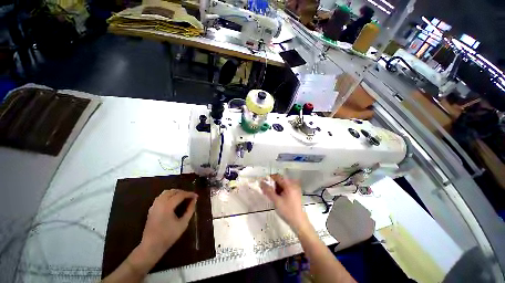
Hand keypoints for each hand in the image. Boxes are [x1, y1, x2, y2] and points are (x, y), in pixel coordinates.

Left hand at [140, 189, 197, 258]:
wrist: (151, 247)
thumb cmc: (168, 236)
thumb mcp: (183, 224)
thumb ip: (190, 210)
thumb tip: (194, 200)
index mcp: (167, 206)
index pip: (180, 195)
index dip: (190, 194)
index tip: (196, 196)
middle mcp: (160, 203)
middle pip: (173, 191)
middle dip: (183, 192)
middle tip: (190, 196)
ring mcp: (154, 205)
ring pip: (166, 192)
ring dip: (175, 193)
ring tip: (183, 197)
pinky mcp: (151, 209)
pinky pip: (161, 197)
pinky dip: (169, 196)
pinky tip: (173, 201)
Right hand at [260, 174, 309, 233]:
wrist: (300, 223)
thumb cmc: (288, 211)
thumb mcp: (276, 201)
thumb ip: (268, 191)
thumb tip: (262, 182)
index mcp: (289, 185)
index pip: (277, 176)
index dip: (270, 178)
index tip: (264, 182)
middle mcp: (293, 185)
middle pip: (280, 180)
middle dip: (272, 184)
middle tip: (266, 191)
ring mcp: (295, 190)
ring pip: (283, 185)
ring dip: (276, 188)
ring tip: (271, 195)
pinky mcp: (295, 194)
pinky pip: (286, 189)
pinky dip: (280, 191)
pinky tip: (277, 198)